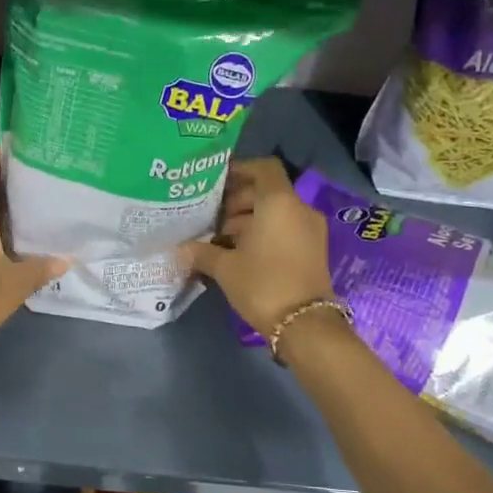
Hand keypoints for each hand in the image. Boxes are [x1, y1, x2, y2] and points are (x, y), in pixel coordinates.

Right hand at [177, 158, 333, 336]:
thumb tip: (180, 248)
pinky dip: (264, 233)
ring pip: (276, 212)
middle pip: (267, 191)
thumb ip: (201, 251)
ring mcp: (310, 230)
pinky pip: (285, 229)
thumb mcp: (225, 267)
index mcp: (279, 202)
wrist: (305, 324)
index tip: (216, 183)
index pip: (263, 168)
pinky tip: (239, 253)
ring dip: (248, 220)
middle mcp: (299, 209)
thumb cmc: (263, 284)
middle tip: (212, 217)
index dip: (239, 169)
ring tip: (221, 239)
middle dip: (238, 200)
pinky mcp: (313, 250)